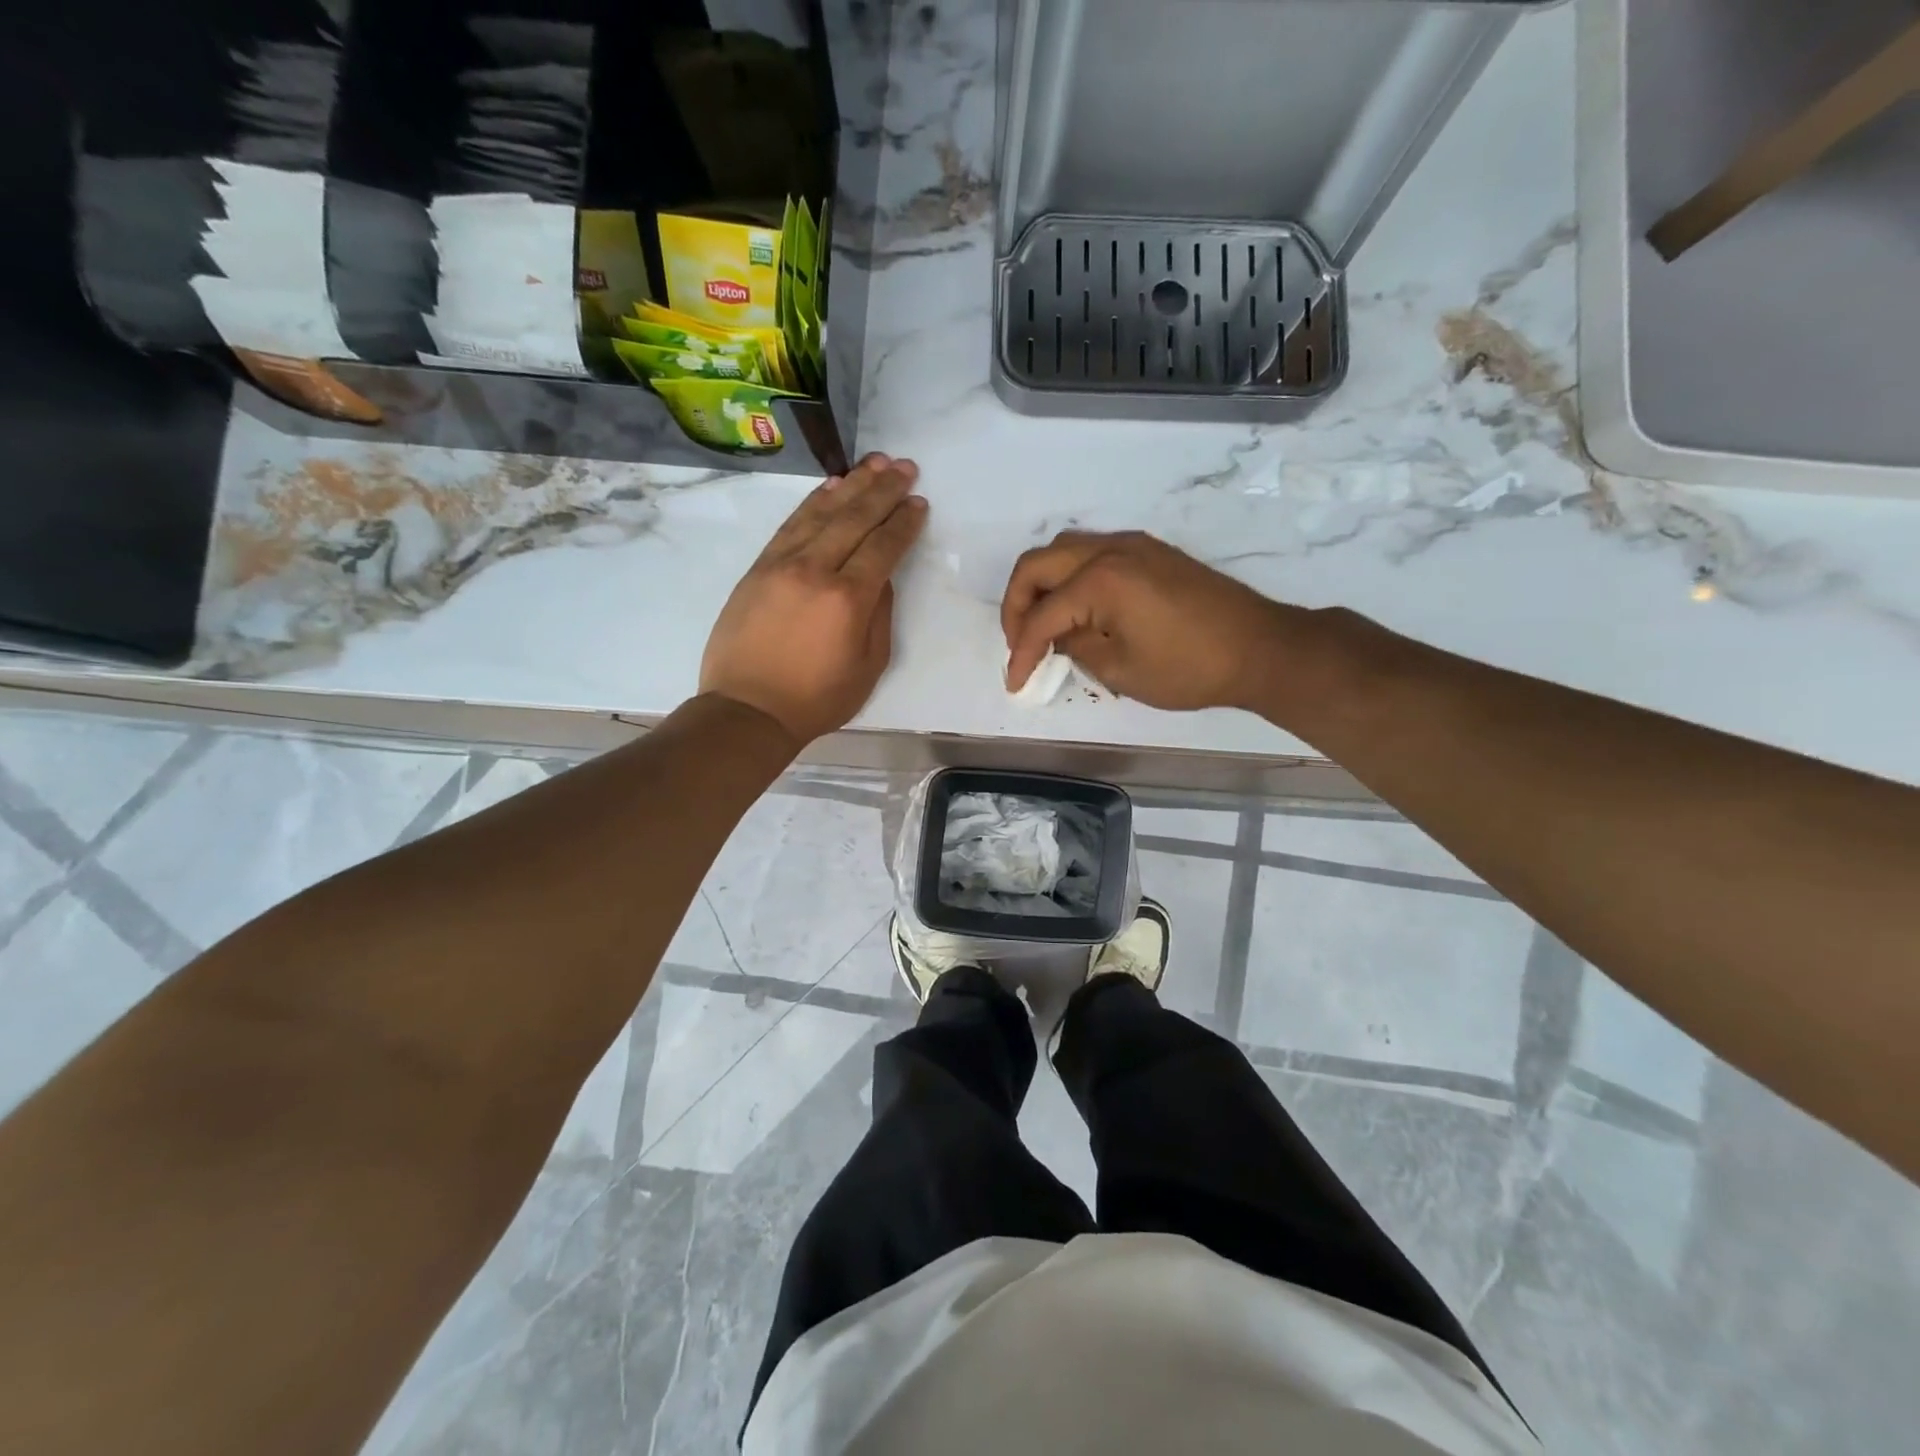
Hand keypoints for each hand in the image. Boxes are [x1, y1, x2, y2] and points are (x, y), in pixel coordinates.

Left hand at [701, 454, 926, 744]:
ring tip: (874, 464)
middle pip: (854, 518)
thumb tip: (880, 578)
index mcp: (848, 599)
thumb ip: (879, 615)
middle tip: (904, 467)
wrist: (748, 709)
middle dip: (883, 490)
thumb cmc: (816, 699)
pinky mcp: (758, 568)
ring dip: (851, 485)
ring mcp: (781, 564)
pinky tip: (830, 488)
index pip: (883, 546)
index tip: (918, 502)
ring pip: (821, 512)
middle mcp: (815, 570)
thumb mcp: (868, 666)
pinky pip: (790, 525)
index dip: (903, 522)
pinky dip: (813, 503)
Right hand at [1001, 531, 1287, 711]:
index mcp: (1100, 580)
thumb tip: (1059, 637)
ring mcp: (1133, 544)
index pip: (1041, 615)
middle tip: (1020, 644)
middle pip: (1037, 564)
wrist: (1260, 648)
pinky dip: (1070, 576)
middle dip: (1017, 605)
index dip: (1021, 652)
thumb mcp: (1121, 670)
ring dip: (1042, 584)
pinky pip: (1092, 551)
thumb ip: (1076, 648)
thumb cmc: (1190, 668)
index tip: (1015, 683)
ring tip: (1044, 624)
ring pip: (1062, 549)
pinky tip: (1078, 608)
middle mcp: (1110, 549)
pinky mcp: (1150, 550)